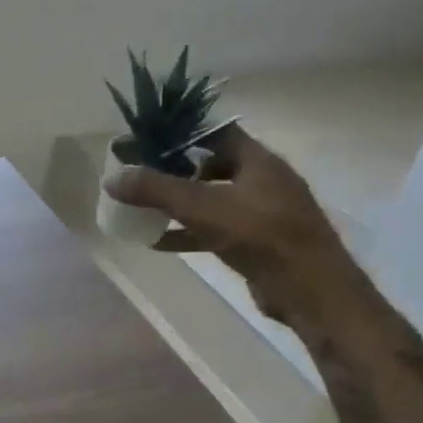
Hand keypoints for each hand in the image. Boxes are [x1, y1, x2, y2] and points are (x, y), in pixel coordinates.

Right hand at [102, 125, 352, 323]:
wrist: (311, 292)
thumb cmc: (262, 237)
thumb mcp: (203, 208)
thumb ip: (157, 190)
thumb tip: (112, 178)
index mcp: (258, 160)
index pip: (215, 131)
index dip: (181, 131)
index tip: (147, 138)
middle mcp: (262, 180)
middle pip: (211, 163)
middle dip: (174, 167)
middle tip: (138, 172)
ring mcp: (261, 213)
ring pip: (211, 198)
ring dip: (178, 202)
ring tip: (142, 204)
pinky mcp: (256, 242)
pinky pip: (214, 229)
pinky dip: (187, 232)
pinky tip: (157, 241)